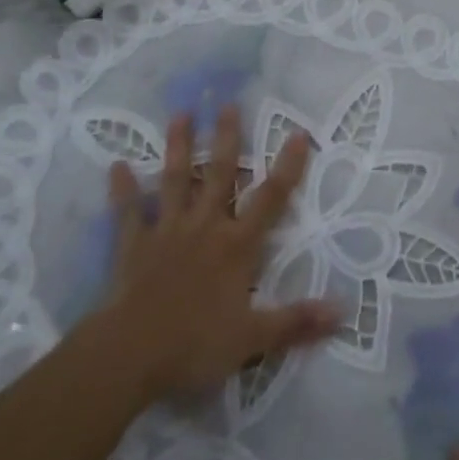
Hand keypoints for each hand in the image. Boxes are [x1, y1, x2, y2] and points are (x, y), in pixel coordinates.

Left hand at [87, 105, 338, 403]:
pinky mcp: (134, 245)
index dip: (287, 167)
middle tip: (227, 103)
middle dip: (225, 138)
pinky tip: (115, 165)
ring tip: (181, 113)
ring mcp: (167, 231)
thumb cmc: (194, 345)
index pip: (271, 199)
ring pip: (175, 181)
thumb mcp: (253, 339)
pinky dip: (122, 190)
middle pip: (218, 174)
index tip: (298, 132)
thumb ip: (296, 321)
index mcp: (237, 245)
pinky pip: (128, 213)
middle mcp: (205, 226)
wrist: (129, 356)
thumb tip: (343, 310)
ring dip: (177, 147)